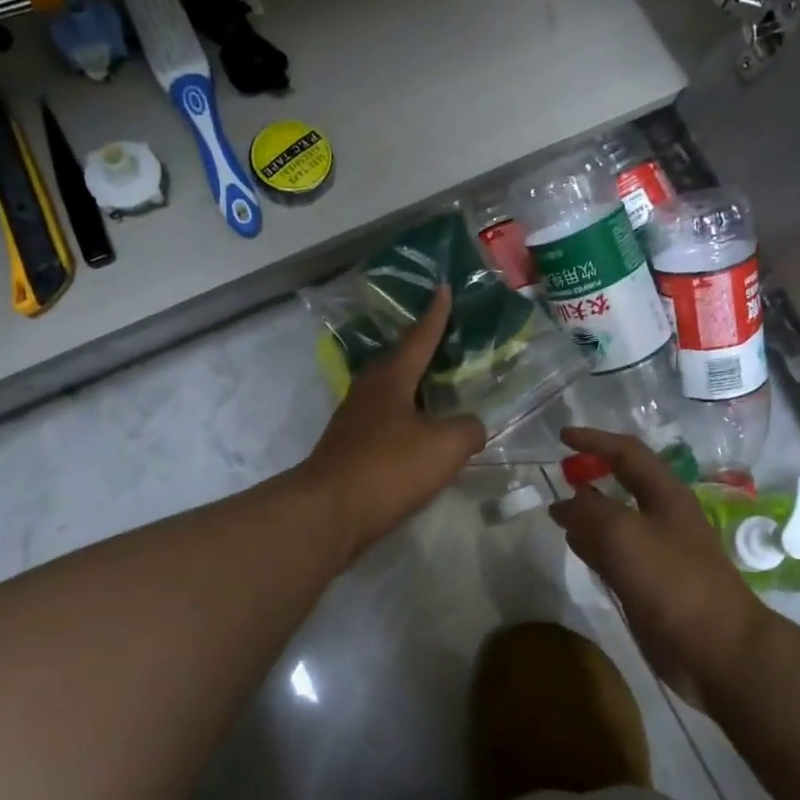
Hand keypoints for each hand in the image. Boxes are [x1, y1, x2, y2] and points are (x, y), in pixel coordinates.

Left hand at [302, 287, 485, 558]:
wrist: (329, 512)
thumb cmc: (389, 467)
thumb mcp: (445, 446)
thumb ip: (468, 429)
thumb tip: (470, 427)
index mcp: (391, 378)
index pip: (419, 337)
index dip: (436, 314)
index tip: (443, 287)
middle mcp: (369, 391)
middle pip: (401, 361)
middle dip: (424, 349)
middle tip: (449, 339)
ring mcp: (355, 420)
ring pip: (393, 393)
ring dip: (416, 388)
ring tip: (441, 388)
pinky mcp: (350, 448)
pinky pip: (387, 422)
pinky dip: (408, 420)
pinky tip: (421, 435)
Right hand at [548, 427, 772, 694]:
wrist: (716, 649)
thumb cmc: (673, 581)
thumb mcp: (623, 535)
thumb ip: (589, 512)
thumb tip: (564, 502)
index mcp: (666, 495)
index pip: (627, 452)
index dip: (595, 440)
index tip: (561, 436)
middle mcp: (663, 517)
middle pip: (623, 485)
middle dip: (592, 474)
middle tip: (559, 473)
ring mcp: (659, 553)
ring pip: (617, 521)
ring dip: (589, 512)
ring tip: (558, 511)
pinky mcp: (652, 585)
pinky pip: (616, 554)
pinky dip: (593, 545)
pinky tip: (576, 548)